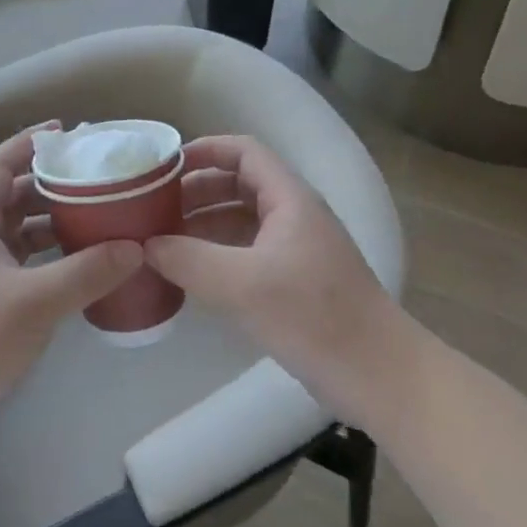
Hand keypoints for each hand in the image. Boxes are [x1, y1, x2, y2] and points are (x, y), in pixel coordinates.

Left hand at [0, 126, 141, 458]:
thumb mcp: (34, 301)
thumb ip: (86, 272)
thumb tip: (137, 247)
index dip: (27, 144)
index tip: (65, 132)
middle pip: (14, 198)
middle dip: (52, 184)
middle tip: (97, 178)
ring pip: (23, 237)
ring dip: (56, 224)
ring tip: (101, 218)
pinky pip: (29, 270)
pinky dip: (56, 263)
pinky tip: (87, 270)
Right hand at [146, 135, 409, 428]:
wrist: (380, 376)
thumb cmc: (314, 317)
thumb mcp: (243, 285)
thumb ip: (189, 260)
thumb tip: (145, 245)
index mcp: (289, 198)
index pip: (244, 152)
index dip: (204, 150)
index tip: (165, 167)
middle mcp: (294, 214)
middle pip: (239, 184)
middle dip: (196, 191)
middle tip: (154, 209)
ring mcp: (297, 249)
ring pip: (242, 220)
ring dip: (204, 224)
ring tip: (163, 240)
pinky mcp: (296, 281)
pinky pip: (248, 251)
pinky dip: (217, 253)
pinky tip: (192, 273)